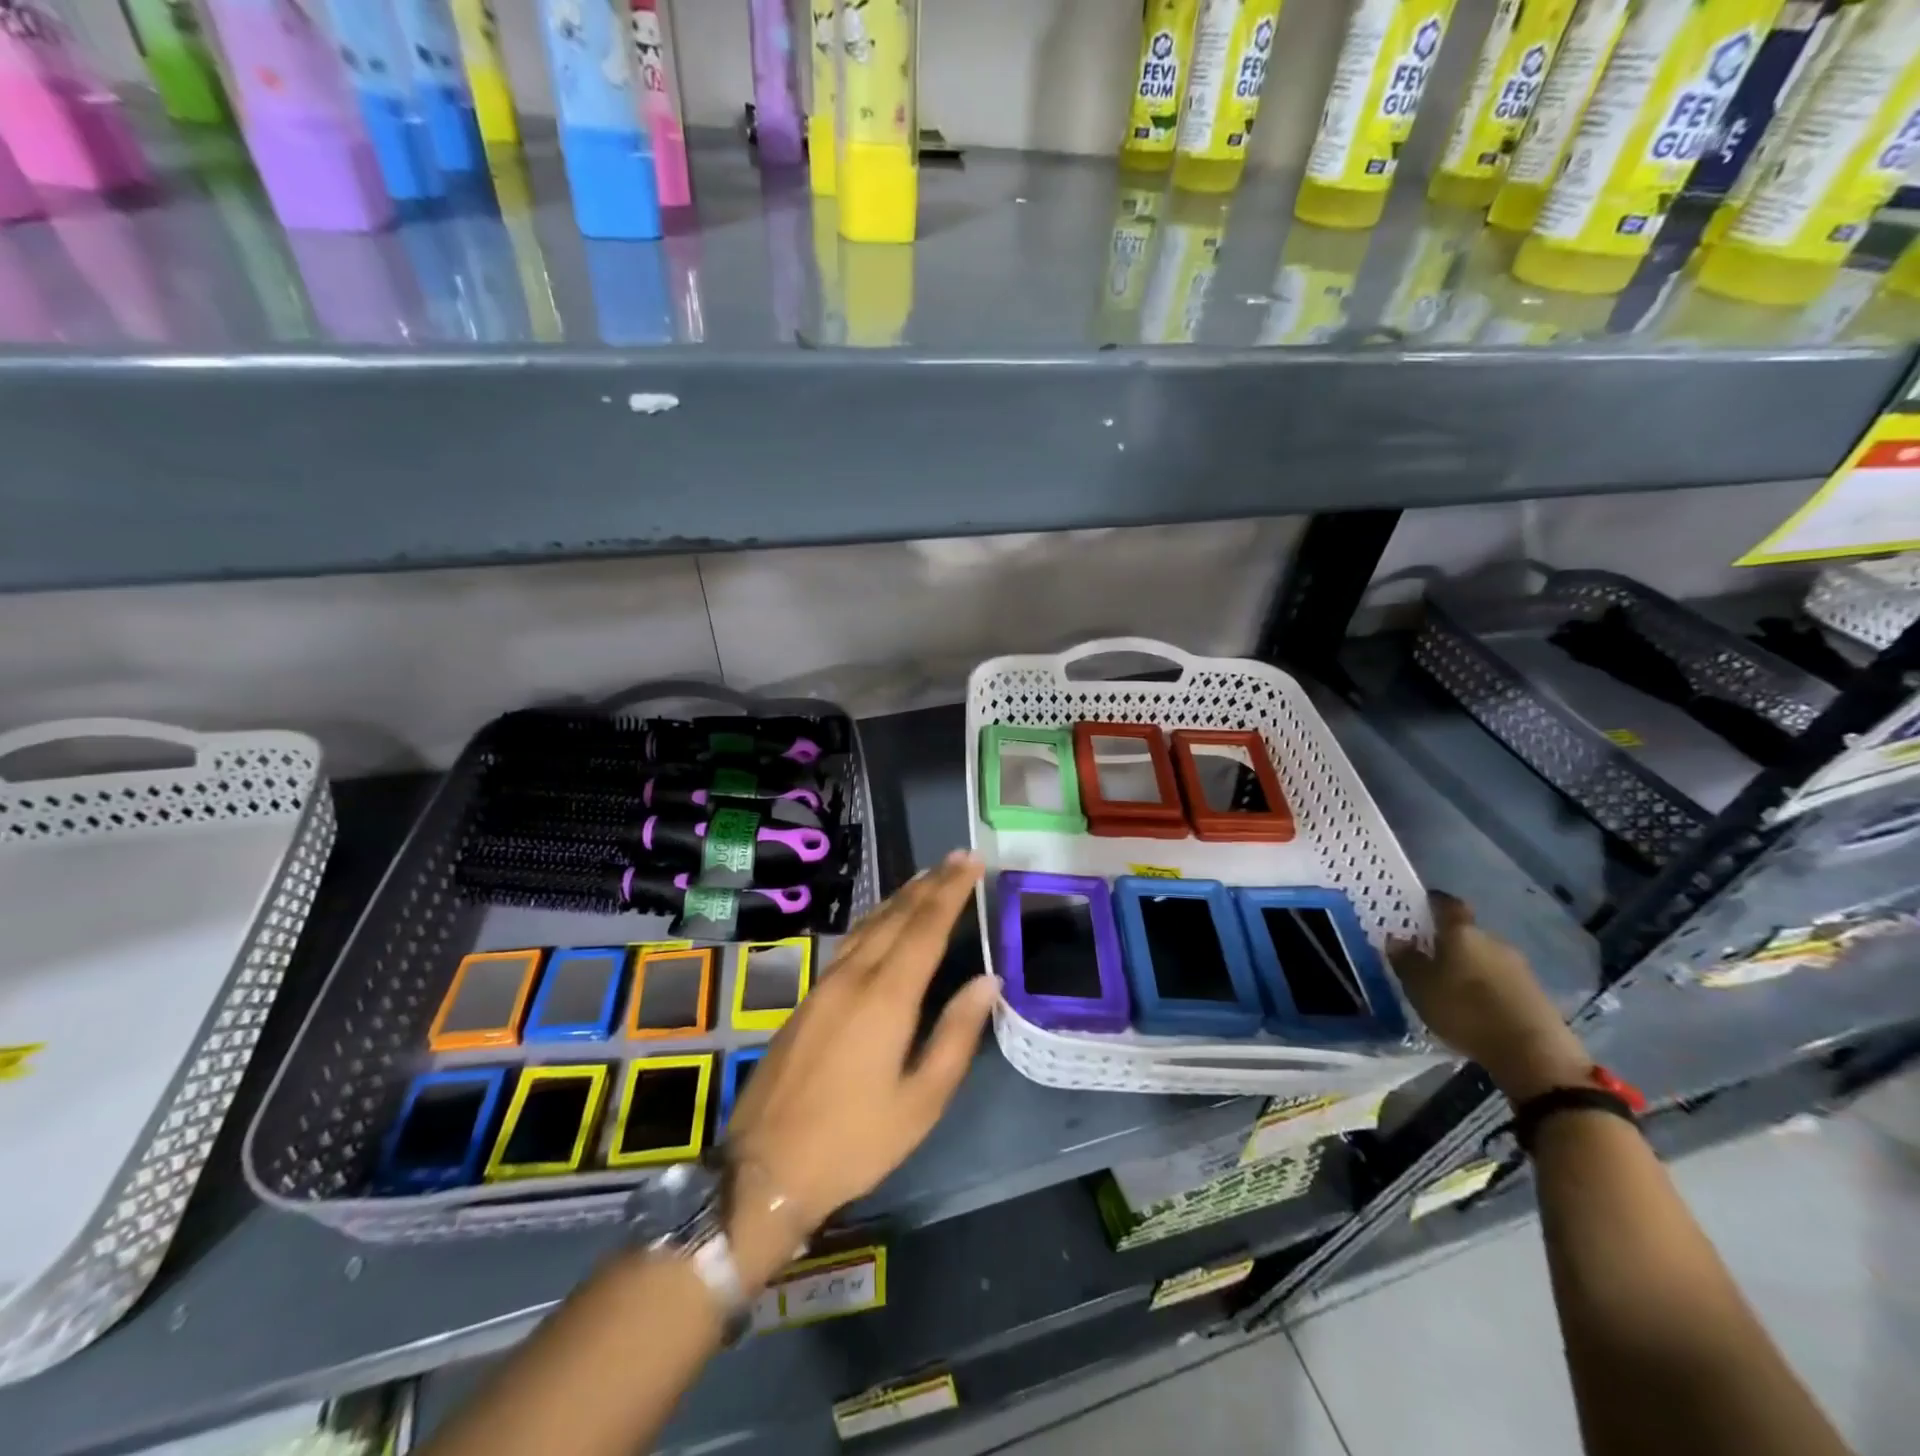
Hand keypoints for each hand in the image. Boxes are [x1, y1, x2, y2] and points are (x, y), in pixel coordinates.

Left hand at [721, 851, 994, 1286]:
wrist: (765, 1169)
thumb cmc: (854, 1142)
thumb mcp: (920, 1102)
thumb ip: (956, 1035)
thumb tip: (987, 980)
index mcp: (886, 997)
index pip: (926, 927)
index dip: (951, 890)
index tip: (973, 861)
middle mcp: (854, 977)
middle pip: (897, 916)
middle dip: (930, 883)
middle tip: (957, 857)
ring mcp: (825, 985)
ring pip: (869, 924)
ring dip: (901, 897)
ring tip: (926, 877)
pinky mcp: (808, 998)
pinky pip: (851, 941)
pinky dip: (876, 919)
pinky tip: (882, 921)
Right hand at [1390, 893, 1589, 1102]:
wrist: (1532, 1052)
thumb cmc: (1464, 1009)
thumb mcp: (1419, 986)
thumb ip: (1406, 960)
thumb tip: (1397, 939)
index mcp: (1462, 932)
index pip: (1447, 905)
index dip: (1434, 903)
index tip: (1421, 906)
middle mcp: (1493, 940)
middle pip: (1468, 933)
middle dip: (1449, 942)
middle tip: (1429, 956)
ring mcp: (1519, 967)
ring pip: (1486, 958)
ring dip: (1469, 966)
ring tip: (1451, 986)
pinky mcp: (1535, 993)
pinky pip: (1502, 981)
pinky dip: (1486, 987)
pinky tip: (1475, 1006)